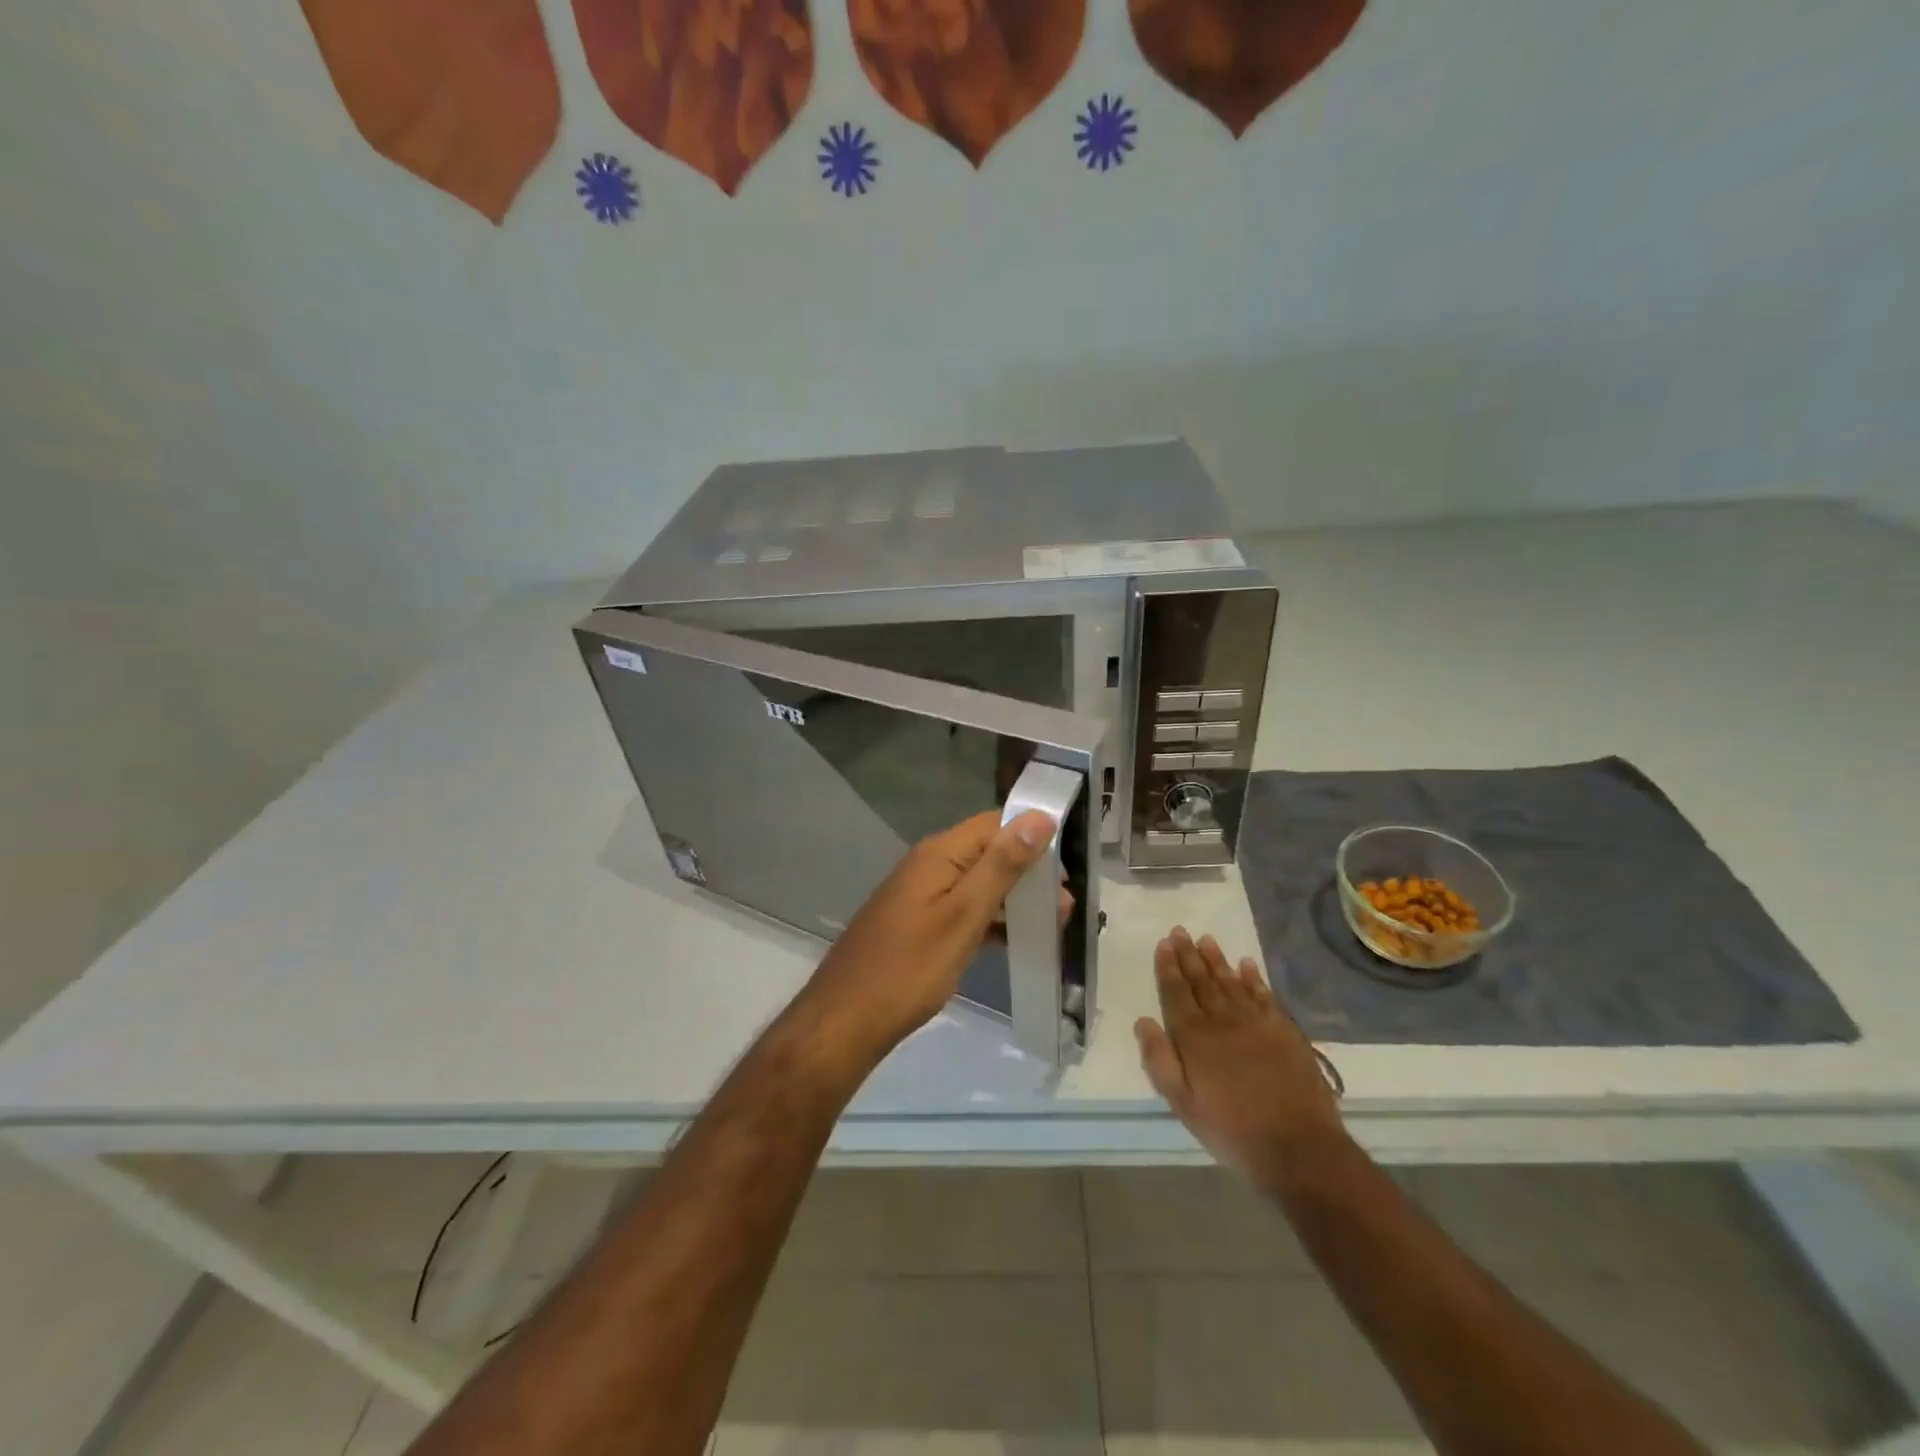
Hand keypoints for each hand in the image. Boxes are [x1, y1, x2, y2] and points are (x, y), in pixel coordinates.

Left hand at [801, 809, 1057, 1060]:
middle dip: (1028, 872)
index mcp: (939, 853)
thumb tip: (1038, 817)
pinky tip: (1012, 939)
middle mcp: (929, 864)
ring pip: (978, 881)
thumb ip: (1001, 865)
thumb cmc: (910, 967)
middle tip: (1062, 910)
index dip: (1033, 838)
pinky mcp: (918, 922)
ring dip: (1013, 897)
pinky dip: (990, 917)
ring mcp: (921, 894)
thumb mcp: (963, 915)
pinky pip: (963, 907)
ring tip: (1049, 925)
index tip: (1065, 872)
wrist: (846, 1020)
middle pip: (988, 851)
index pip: (995, 823)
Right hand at [1134, 927, 1347, 1190]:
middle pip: (1202, 980)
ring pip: (1231, 981)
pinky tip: (1246, 964)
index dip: (1168, 968)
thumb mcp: (1183, 1104)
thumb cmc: (1232, 1130)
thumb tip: (1143, 1022)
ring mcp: (1256, 1022)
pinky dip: (1253, 977)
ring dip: (1217, 959)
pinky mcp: (1284, 1030)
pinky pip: (1264, 995)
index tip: (1163, 944)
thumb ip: (1160, 1061)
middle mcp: (1222, 1020)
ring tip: (1206, 939)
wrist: (1298, 1146)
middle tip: (1179, 931)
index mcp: (1194, 1037)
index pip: (1176, 993)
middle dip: (1188, 955)